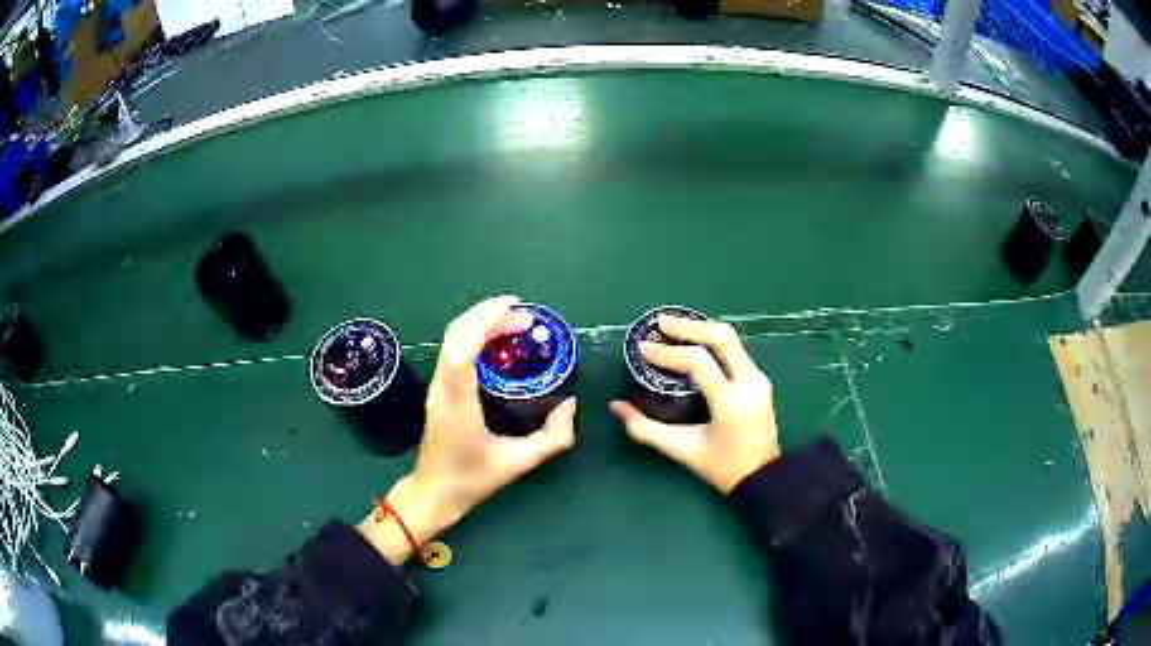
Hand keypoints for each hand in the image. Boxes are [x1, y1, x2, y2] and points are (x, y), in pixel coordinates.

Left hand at [360, 296, 576, 563]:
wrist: (434, 492)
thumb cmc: (472, 479)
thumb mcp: (518, 463)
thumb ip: (552, 438)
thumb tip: (571, 405)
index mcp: (458, 403)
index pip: (462, 350)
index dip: (484, 321)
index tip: (514, 307)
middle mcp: (442, 388)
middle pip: (455, 334)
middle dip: (487, 315)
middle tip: (524, 315)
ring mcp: (435, 387)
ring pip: (451, 339)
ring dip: (480, 323)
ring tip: (513, 322)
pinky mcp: (437, 390)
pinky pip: (452, 350)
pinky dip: (473, 335)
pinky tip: (496, 342)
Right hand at [610, 316, 778, 493]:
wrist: (762, 477)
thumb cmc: (721, 467)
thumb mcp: (681, 449)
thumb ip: (645, 429)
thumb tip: (616, 406)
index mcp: (730, 402)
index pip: (699, 362)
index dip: (668, 352)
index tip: (643, 349)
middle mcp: (749, 382)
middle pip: (721, 337)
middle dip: (688, 327)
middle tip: (659, 324)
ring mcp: (758, 378)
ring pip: (730, 339)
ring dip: (701, 330)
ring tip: (672, 329)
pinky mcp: (760, 379)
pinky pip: (735, 349)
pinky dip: (711, 342)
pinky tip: (693, 344)